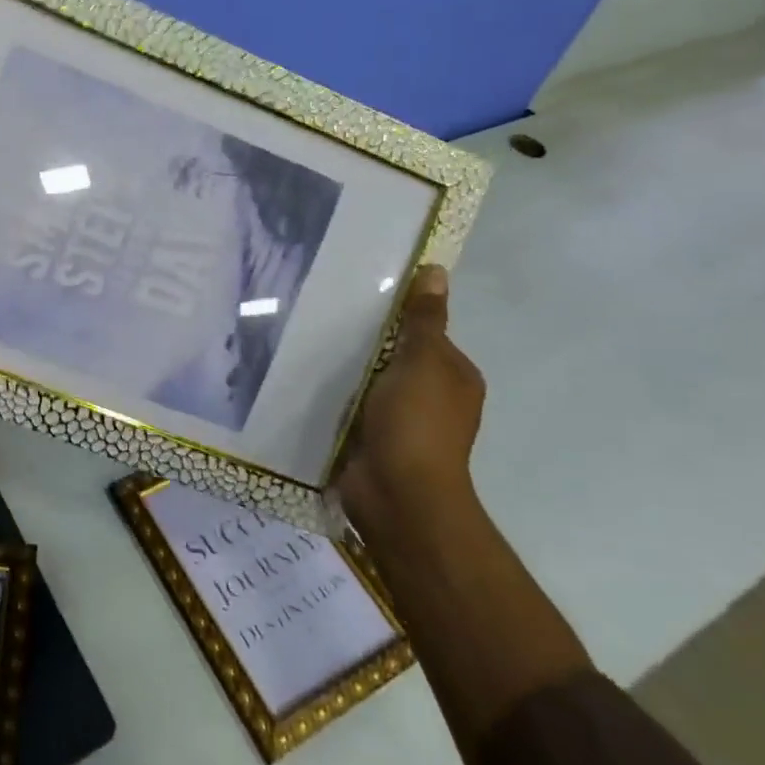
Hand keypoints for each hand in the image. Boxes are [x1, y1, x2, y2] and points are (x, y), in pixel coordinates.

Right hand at [331, 264, 484, 538]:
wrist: (396, 493)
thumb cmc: (416, 421)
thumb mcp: (423, 360)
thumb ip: (424, 319)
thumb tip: (435, 270)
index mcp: (455, 378)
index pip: (426, 335)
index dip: (398, 318)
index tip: (361, 300)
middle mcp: (434, 400)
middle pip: (396, 358)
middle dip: (367, 343)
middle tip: (326, 317)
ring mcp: (402, 424)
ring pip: (371, 383)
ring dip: (348, 371)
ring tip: (309, 344)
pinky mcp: (372, 441)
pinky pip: (352, 407)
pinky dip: (336, 396)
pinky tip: (309, 381)